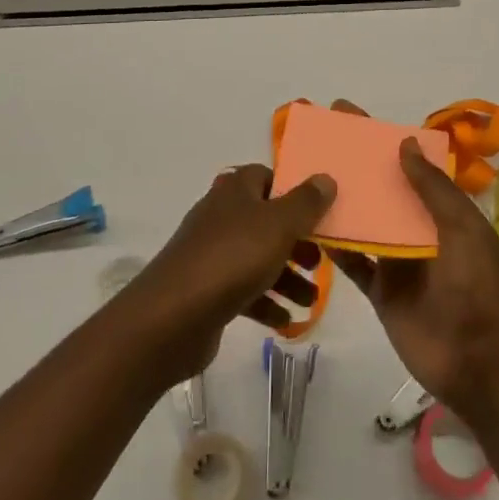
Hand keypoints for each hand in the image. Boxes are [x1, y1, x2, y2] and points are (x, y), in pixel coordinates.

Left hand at [121, 164, 335, 383]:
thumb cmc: (232, 258)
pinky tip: (286, 322)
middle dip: (296, 241)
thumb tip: (325, 177)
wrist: (173, 316)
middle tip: (319, 262)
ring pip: (258, 257)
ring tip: (311, 300)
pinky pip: (244, 290)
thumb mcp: (279, 224)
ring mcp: (212, 253)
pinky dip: (266, 303)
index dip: (293, 192)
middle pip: (267, 221)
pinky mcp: (207, 290)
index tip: (318, 213)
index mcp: (235, 190)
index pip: (267, 177)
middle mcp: (221, 215)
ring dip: (287, 277)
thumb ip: (306, 202)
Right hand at [331, 136, 498, 415]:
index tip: (347, 113)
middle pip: (381, 188)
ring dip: (340, 201)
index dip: (380, 138)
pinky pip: (354, 262)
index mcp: (442, 208)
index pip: (407, 163)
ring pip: (364, 221)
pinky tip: (309, 226)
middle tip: (316, 140)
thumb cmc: (477, 287)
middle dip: (354, 165)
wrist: (479, 363)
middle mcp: (418, 228)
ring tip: (304, 176)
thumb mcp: (463, 228)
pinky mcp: (381, 290)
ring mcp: (397, 259)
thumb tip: (403, 142)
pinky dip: (335, 246)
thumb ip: (432, 188)